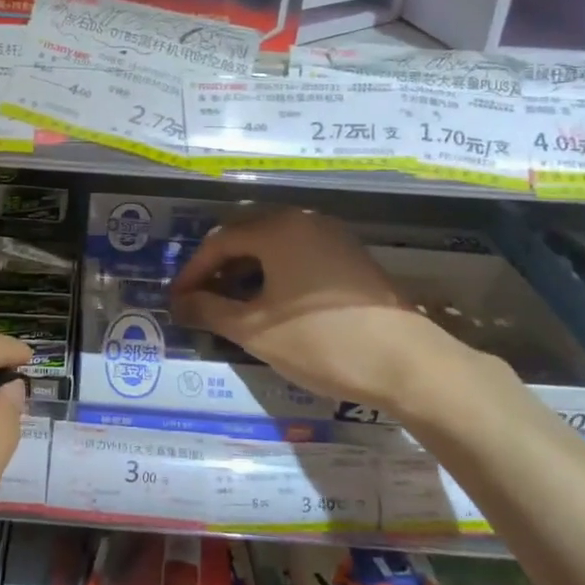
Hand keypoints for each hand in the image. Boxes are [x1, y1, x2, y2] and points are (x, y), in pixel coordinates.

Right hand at [169, 208, 484, 418]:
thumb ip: (210, 310)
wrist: (407, 363)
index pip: (219, 241)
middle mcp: (304, 221)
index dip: (193, 272)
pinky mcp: (351, 258)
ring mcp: (332, 237)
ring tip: (232, 305)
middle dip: (218, 268)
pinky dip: (275, 274)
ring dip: (246, 272)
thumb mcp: (255, 330)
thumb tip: (179, 303)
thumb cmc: (321, 341)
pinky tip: (271, 304)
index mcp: (278, 229)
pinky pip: (299, 255)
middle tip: (200, 300)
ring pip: (274, 246)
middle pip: (246, 236)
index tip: (177, 300)